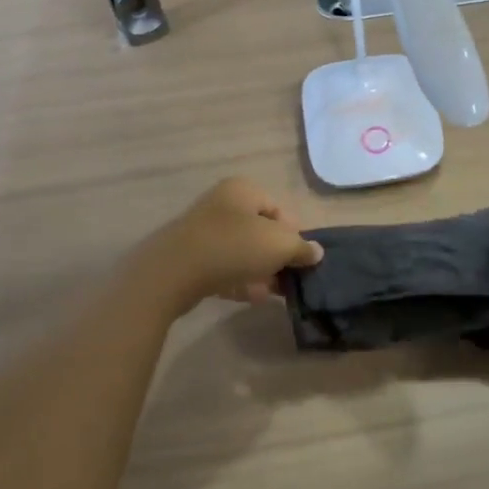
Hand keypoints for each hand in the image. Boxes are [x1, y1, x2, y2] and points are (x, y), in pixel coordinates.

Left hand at [133, 178, 323, 316]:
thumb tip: (316, 252)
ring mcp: (203, 231)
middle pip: (260, 231)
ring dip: (260, 270)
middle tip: (289, 277)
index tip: (300, 258)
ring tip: (273, 292)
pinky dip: (239, 279)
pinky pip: (222, 266)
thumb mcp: (280, 245)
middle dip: (276, 256)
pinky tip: (252, 297)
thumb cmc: (234, 247)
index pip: (279, 210)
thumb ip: (302, 248)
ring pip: (242, 251)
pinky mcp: (190, 257)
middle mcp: (222, 204)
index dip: (294, 235)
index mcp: (243, 190)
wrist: (173, 273)